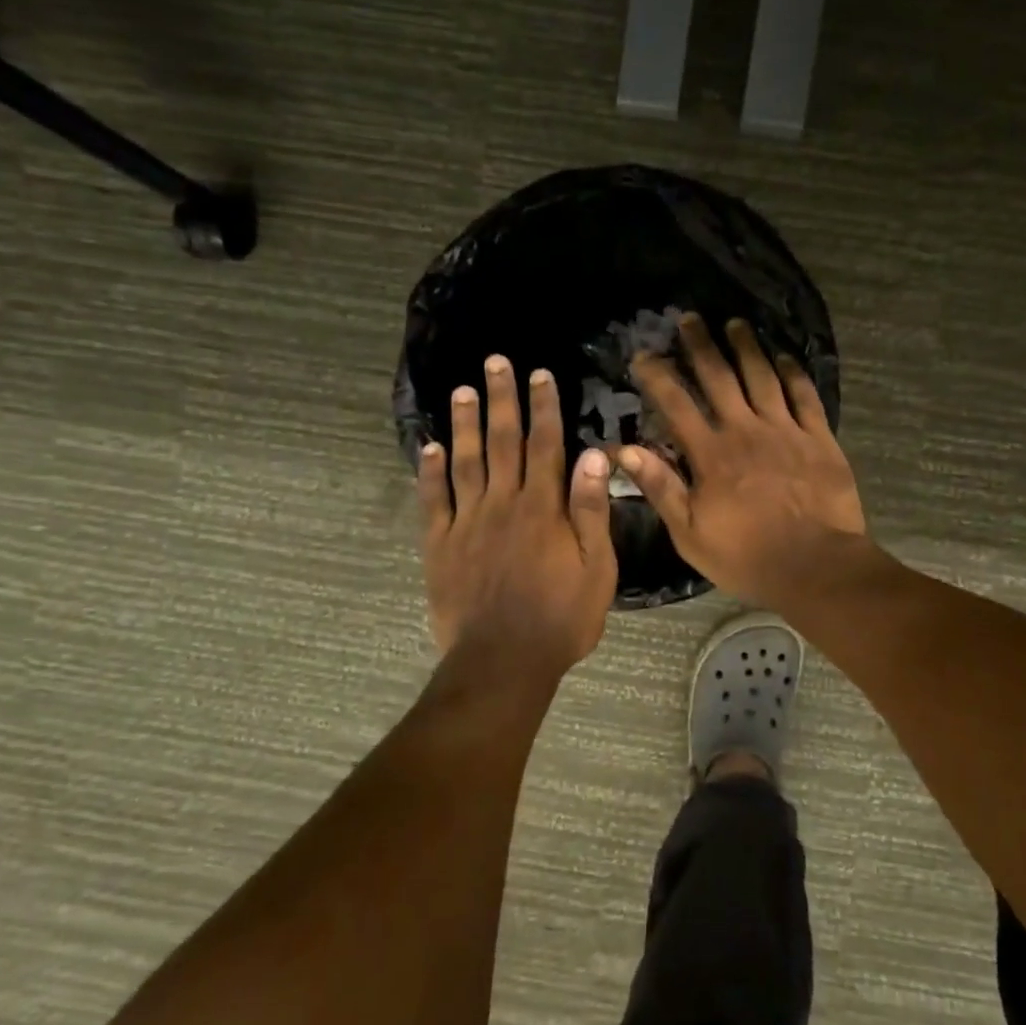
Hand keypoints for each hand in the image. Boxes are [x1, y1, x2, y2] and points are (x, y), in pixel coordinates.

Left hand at [418, 355, 618, 672]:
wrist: (503, 662)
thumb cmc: (561, 618)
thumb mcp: (595, 568)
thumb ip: (591, 511)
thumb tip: (593, 455)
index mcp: (543, 508)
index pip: (545, 445)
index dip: (543, 407)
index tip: (540, 373)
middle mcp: (502, 503)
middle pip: (502, 442)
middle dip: (501, 399)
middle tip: (495, 362)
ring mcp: (466, 522)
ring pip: (465, 462)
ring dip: (464, 424)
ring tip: (462, 390)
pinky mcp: (439, 545)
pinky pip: (432, 500)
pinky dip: (429, 472)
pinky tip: (429, 447)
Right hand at [616, 314, 866, 606]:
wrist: (816, 566)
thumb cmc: (747, 556)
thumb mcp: (690, 533)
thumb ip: (660, 488)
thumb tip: (625, 450)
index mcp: (711, 454)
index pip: (676, 404)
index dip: (658, 376)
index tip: (643, 354)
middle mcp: (746, 430)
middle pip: (720, 377)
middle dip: (701, 345)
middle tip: (690, 319)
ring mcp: (785, 430)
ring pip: (762, 376)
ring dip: (746, 347)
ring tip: (735, 324)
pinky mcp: (819, 438)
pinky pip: (804, 395)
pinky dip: (793, 372)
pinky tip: (784, 356)